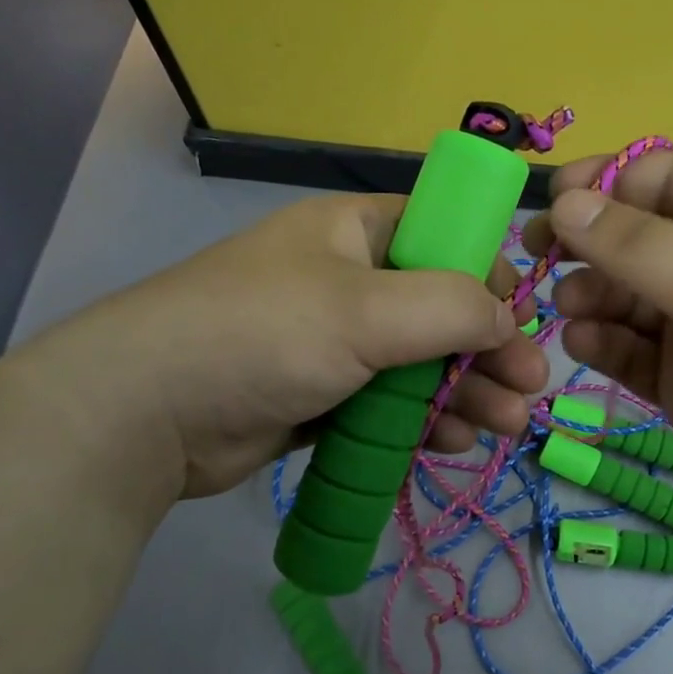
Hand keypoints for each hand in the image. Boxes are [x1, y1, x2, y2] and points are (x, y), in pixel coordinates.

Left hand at [43, 193, 548, 506]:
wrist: (143, 414)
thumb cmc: (262, 334)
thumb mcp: (366, 310)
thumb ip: (452, 306)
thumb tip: (509, 317)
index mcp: (356, 231)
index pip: (444, 236)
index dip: (488, 274)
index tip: (521, 320)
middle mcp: (348, 278)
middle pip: (440, 307)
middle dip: (488, 348)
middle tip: (530, 389)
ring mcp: (333, 340)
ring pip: (419, 361)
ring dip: (465, 390)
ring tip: (503, 426)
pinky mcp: (320, 394)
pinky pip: (388, 401)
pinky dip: (423, 419)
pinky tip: (453, 442)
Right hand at [525, 150, 672, 545]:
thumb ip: (637, 242)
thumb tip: (563, 201)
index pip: (659, 177)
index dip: (605, 184)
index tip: (555, 203)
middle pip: (632, 236)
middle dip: (586, 243)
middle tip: (537, 255)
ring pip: (622, 294)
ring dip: (589, 294)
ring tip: (575, 309)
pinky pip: (627, 349)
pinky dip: (601, 342)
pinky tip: (587, 344)